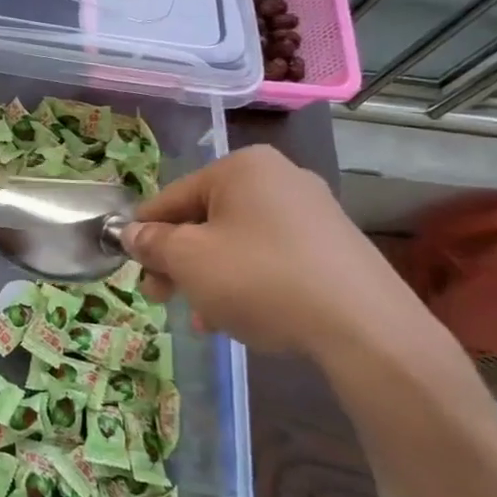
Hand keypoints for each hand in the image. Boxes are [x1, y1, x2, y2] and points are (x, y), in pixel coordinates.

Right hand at [120, 145, 430, 361]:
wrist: (367, 329)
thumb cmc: (261, 279)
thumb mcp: (188, 260)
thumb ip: (151, 243)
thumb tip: (130, 233)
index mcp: (241, 167)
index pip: (172, 197)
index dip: (144, 233)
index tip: (132, 267)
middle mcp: (280, 177)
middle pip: (206, 219)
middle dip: (180, 262)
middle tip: (163, 297)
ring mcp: (313, 213)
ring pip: (238, 243)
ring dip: (211, 278)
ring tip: (206, 320)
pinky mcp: (336, 248)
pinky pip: (273, 259)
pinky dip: (249, 283)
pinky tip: (242, 319)